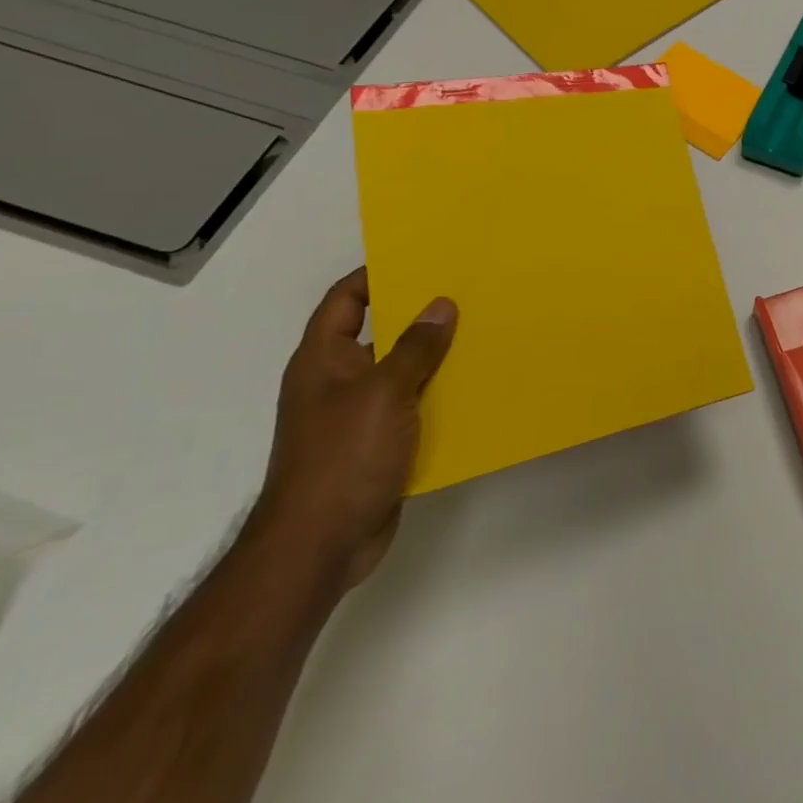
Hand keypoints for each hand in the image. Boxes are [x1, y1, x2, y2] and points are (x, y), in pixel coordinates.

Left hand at [249, 269, 457, 591]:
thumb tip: (441, 305)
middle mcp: (337, 380)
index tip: (422, 257)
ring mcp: (357, 414)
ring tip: (482, 331)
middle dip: (419, 313)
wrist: (320, 544)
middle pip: (379, 331)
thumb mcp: (384, 392)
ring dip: (434, 355)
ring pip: (401, 370)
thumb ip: (415, 347)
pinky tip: (474, 385)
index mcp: (324, 359)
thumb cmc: (343, 456)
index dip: (376, 274)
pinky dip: (438, 393)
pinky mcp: (378, 443)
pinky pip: (412, 405)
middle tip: (467, 291)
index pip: (345, 299)